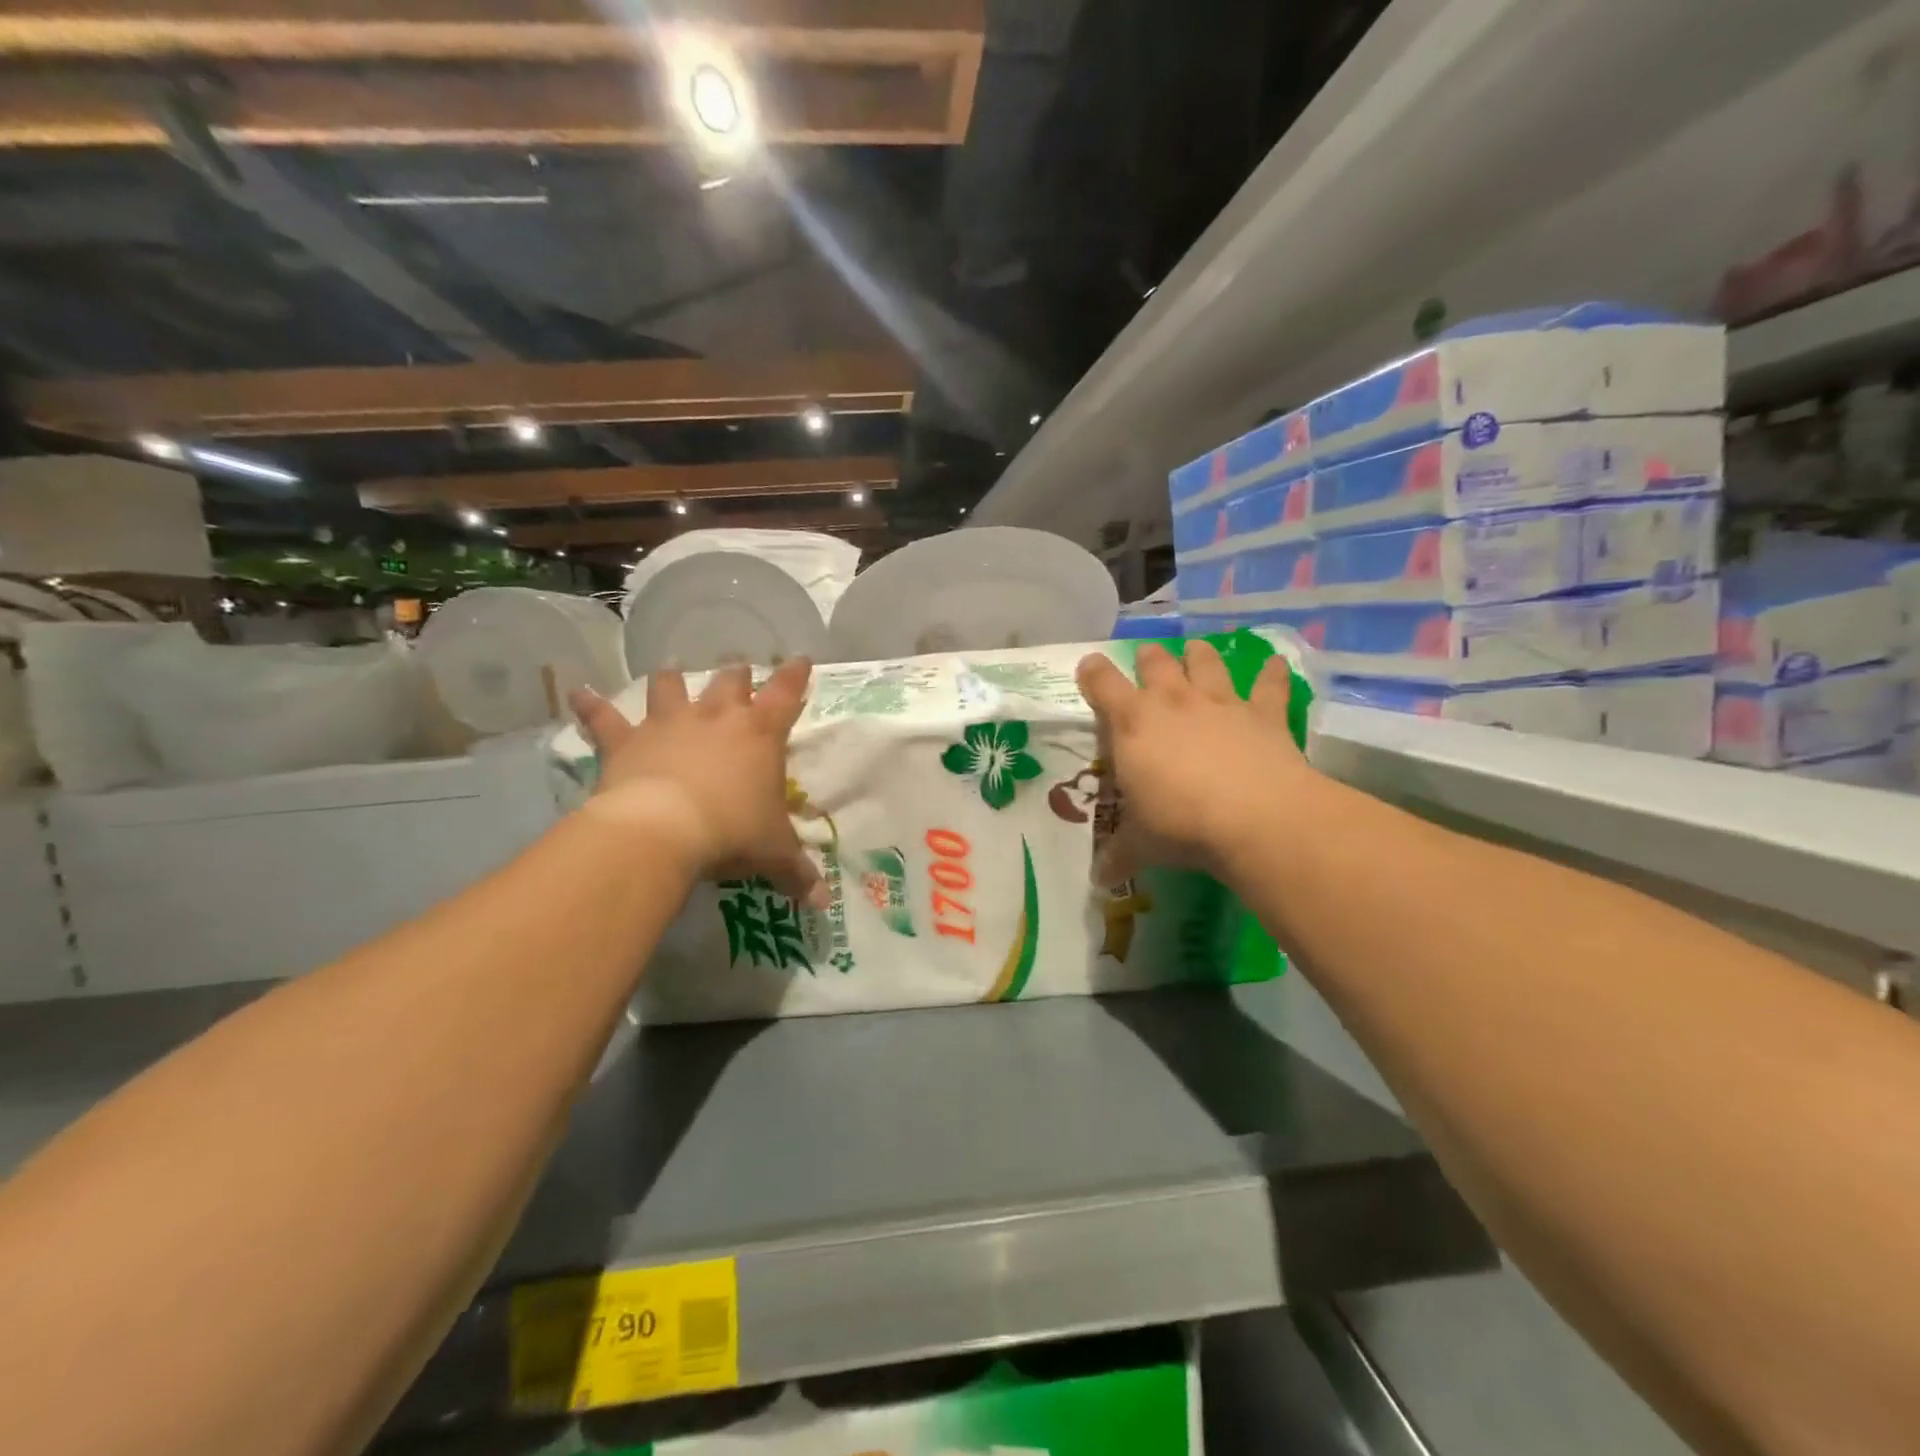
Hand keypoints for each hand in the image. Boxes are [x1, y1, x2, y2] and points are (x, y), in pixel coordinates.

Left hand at [568, 661, 826, 907]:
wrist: (663, 830)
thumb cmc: (732, 833)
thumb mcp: (773, 854)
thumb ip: (798, 873)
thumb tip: (822, 903)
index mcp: (761, 734)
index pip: (786, 693)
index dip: (795, 675)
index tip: (801, 660)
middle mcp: (717, 717)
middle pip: (730, 680)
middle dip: (738, 675)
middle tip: (739, 673)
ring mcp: (669, 723)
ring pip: (671, 686)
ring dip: (672, 679)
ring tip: (672, 672)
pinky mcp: (627, 740)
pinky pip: (604, 718)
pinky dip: (590, 706)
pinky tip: (578, 694)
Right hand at [1076, 640, 1311, 885]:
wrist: (1254, 819)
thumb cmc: (1181, 825)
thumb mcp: (1140, 845)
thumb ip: (1118, 855)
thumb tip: (1099, 880)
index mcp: (1133, 724)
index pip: (1103, 685)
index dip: (1094, 672)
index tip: (1090, 666)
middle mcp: (1174, 702)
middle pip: (1156, 663)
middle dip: (1149, 658)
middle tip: (1147, 659)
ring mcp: (1221, 704)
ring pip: (1206, 663)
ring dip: (1200, 655)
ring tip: (1196, 649)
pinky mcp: (1264, 714)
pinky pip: (1269, 686)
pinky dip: (1272, 674)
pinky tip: (1276, 664)